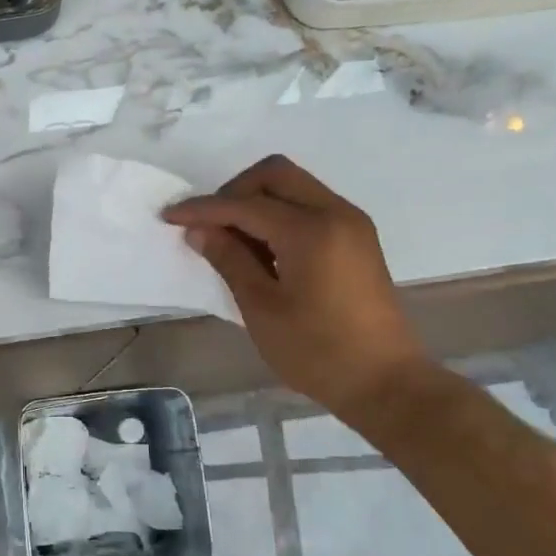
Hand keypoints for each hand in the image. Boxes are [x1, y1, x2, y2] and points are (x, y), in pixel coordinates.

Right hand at [162, 156, 429, 417]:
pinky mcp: (357, 238)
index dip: (203, 208)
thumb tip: (199, 230)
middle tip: (209, 225)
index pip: (245, 204)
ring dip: (258, 200)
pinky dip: (280, 214)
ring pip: (294, 185)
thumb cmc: (317, 352)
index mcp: (310, 231)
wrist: (385, 382)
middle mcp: (335, 213)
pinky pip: (310, 205)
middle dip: (234, 191)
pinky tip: (264, 248)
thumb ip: (230, 260)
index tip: (169, 216)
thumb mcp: (262, 309)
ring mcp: (351, 222)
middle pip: (275, 174)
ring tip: (232, 240)